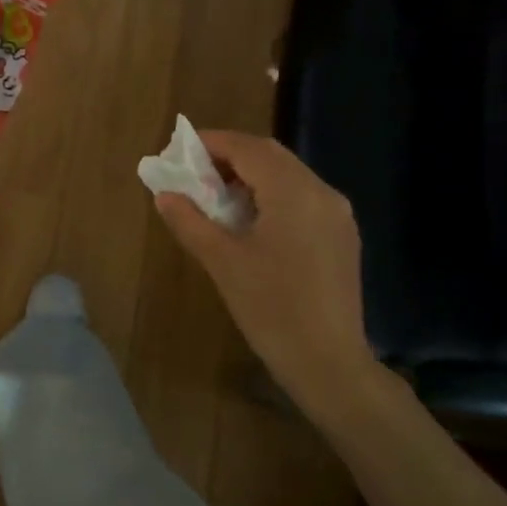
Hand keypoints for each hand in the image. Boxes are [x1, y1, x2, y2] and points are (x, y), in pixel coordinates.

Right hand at [154, 131, 375, 394]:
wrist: (329, 362)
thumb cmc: (271, 309)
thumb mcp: (222, 262)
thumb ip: (190, 221)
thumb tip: (164, 194)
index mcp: (294, 192)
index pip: (249, 148)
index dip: (213, 142)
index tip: (180, 149)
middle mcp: (322, 192)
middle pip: (272, 157)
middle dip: (231, 157)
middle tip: (194, 172)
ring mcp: (337, 215)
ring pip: (289, 176)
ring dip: (251, 176)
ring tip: (215, 196)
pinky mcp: (341, 236)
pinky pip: (302, 199)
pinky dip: (272, 195)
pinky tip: (250, 220)